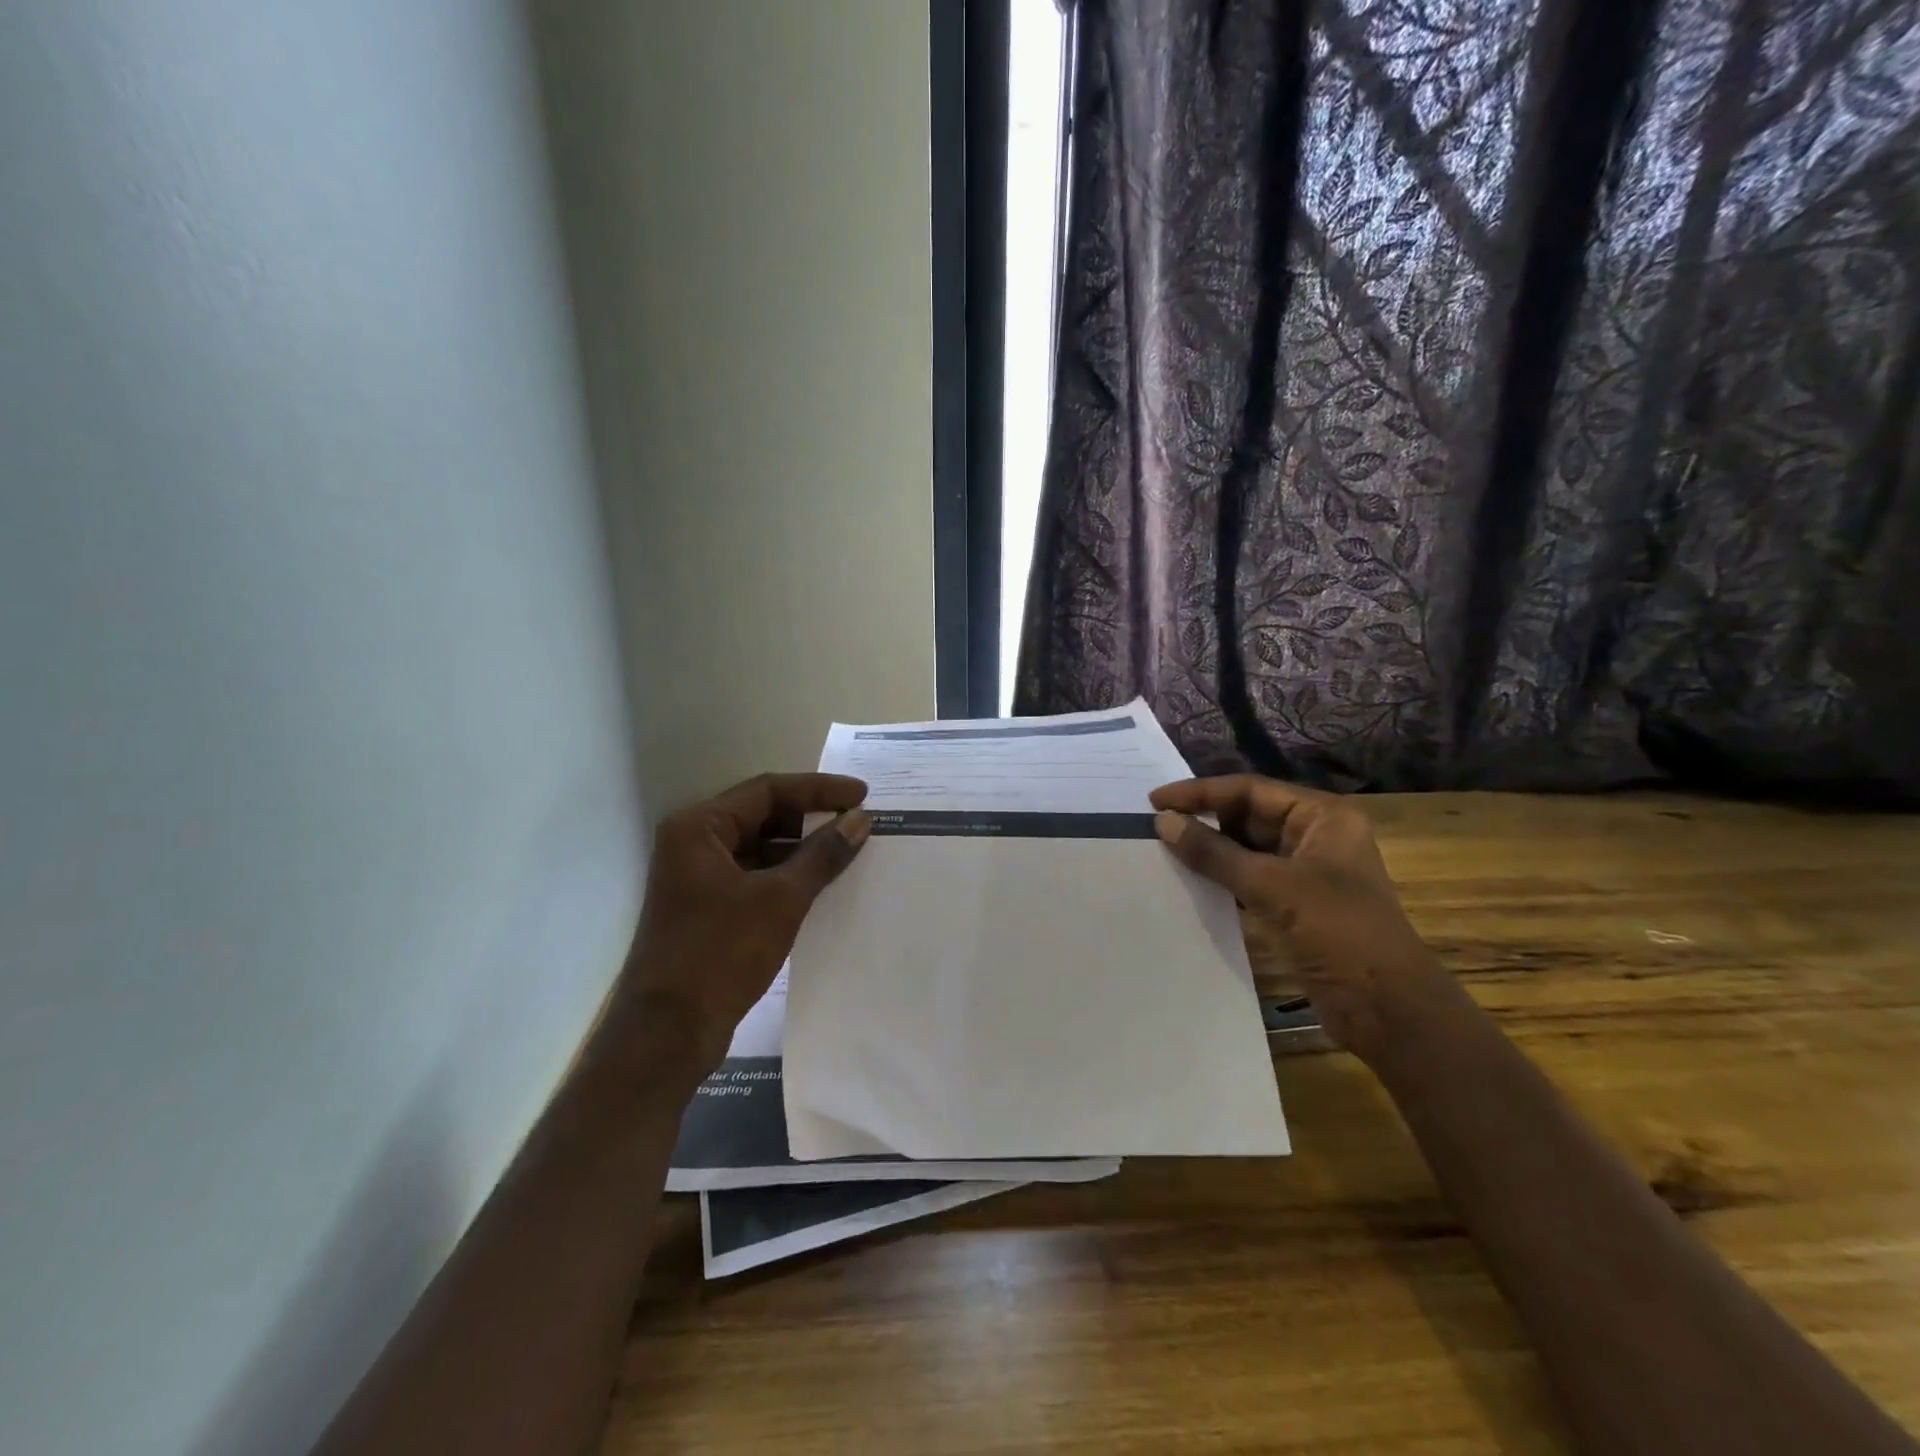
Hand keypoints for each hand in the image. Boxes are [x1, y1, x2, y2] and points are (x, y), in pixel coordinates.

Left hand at [616, 773, 870, 1079]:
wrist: (668, 1032)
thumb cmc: (721, 953)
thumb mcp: (781, 898)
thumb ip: (823, 854)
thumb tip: (861, 820)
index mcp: (698, 827)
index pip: (768, 790)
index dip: (819, 790)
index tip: (862, 795)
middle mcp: (693, 843)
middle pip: (762, 814)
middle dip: (811, 817)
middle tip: (858, 821)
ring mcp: (698, 876)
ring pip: (760, 846)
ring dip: (801, 847)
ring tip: (848, 850)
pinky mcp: (707, 906)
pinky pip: (754, 874)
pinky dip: (787, 874)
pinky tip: (822, 882)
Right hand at [1149, 775, 1463, 1062]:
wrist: (1388, 1011)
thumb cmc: (1339, 933)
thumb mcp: (1273, 888)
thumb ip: (1215, 853)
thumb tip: (1163, 822)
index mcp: (1322, 818)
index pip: (1250, 790)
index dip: (1201, 793)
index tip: (1155, 801)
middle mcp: (1315, 837)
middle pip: (1248, 816)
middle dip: (1204, 820)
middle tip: (1155, 827)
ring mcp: (1307, 873)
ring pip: (1247, 849)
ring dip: (1211, 851)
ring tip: (1164, 852)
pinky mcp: (1297, 906)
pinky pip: (1250, 880)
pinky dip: (1222, 879)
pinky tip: (1191, 883)